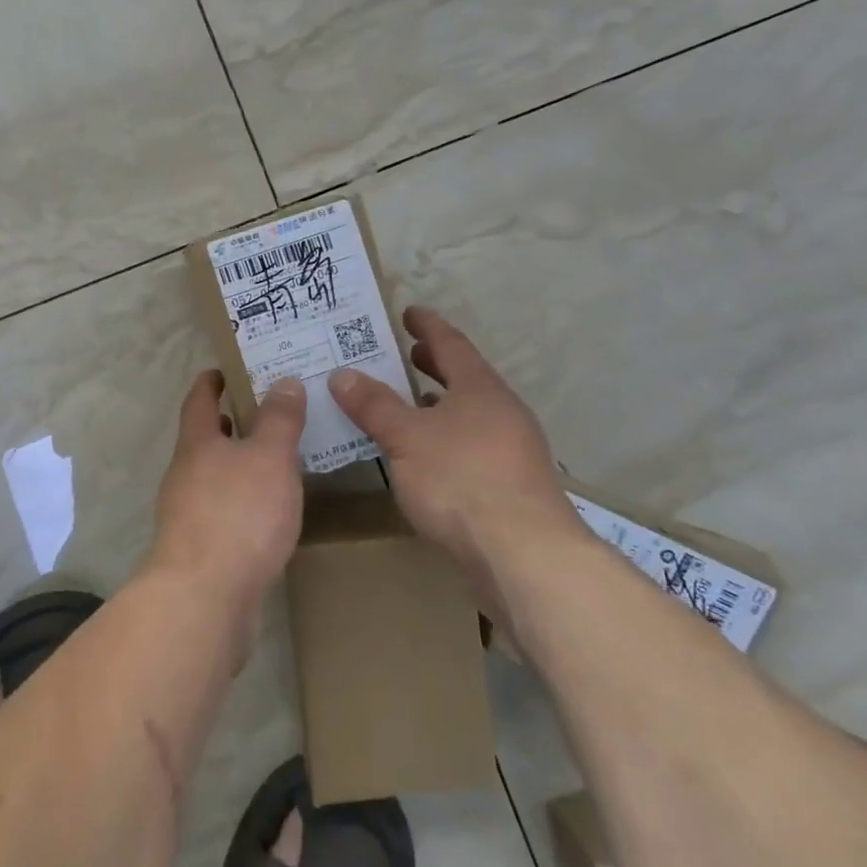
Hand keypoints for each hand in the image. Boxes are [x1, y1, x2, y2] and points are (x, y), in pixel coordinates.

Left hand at [150, 371, 306, 614]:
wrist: (204, 596)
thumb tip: (283, 382)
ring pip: (214, 476)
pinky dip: (242, 499)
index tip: (227, 369)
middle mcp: (185, 473)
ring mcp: (187, 513)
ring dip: (238, 463)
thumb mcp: (269, 458)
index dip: (212, 381)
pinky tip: (268, 511)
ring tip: (275, 458)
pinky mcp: (199, 548)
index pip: (199, 400)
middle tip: (268, 411)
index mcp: (197, 443)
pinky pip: (222, 510)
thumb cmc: (238, 515)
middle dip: (231, 423)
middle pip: (205, 438)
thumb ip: (279, 420)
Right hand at [328, 306, 570, 564]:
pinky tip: (429, 456)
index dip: (427, 326)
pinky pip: (472, 443)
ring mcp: (512, 449)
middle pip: (465, 377)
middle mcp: (502, 411)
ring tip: (411, 402)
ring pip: (470, 412)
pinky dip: (447, 435)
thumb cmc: (461, 479)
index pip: (451, 344)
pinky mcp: (511, 484)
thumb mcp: (406, 437)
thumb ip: (374, 405)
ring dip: (441, 403)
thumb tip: (342, 374)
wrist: (524, 554)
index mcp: (480, 389)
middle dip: (435, 364)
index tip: (409, 312)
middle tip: (406, 353)